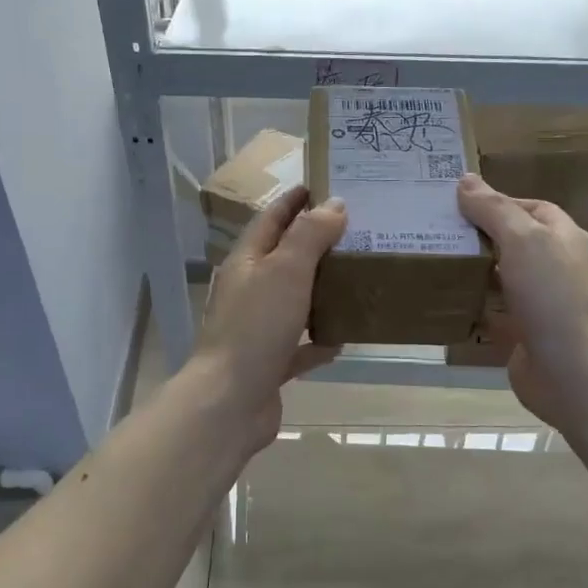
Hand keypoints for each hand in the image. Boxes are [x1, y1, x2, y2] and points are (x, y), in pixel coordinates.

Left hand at [189, 186, 346, 451]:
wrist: (230, 402)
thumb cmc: (256, 327)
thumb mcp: (286, 270)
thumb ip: (309, 236)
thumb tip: (334, 205)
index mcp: (246, 262)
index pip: (270, 220)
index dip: (293, 201)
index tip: (321, 185)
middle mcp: (248, 291)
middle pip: (283, 259)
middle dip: (315, 245)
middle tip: (356, 233)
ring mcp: (256, 329)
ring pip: (293, 302)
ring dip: (320, 292)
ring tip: (358, 280)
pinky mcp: (268, 363)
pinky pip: (299, 345)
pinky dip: (318, 341)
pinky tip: (344, 339)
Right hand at [456, 174, 587, 428]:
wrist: (571, 370)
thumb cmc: (551, 295)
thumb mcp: (522, 239)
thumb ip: (493, 209)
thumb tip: (465, 179)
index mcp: (562, 238)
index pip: (530, 208)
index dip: (497, 202)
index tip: (457, 204)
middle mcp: (553, 267)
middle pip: (511, 242)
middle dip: (478, 236)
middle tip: (435, 230)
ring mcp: (539, 302)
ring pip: (499, 277)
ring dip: (471, 271)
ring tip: (432, 260)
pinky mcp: (522, 332)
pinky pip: (491, 311)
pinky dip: (471, 306)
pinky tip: (442, 299)